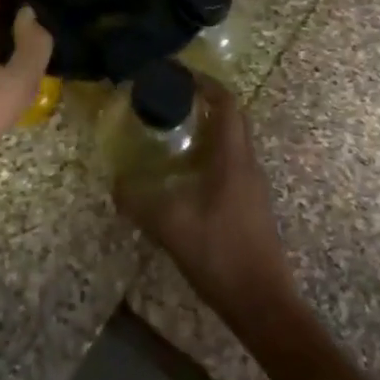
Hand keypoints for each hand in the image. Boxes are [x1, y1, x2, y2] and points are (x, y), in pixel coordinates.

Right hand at [113, 74, 297, 330]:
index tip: (178, 74)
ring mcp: (253, 186)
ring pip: (233, 142)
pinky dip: (210, 154)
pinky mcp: (251, 205)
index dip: (205, 83)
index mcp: (233, 158)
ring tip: (173, 130)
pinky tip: (186, 172)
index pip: (227, 103)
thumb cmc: (220, 254)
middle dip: (204, 102)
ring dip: (208, 129)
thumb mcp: (171, 226)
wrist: (263, 304)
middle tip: (171, 99)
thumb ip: (139, 202)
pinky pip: (231, 163)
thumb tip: (116, 184)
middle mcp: (248, 164)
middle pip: (232, 118)